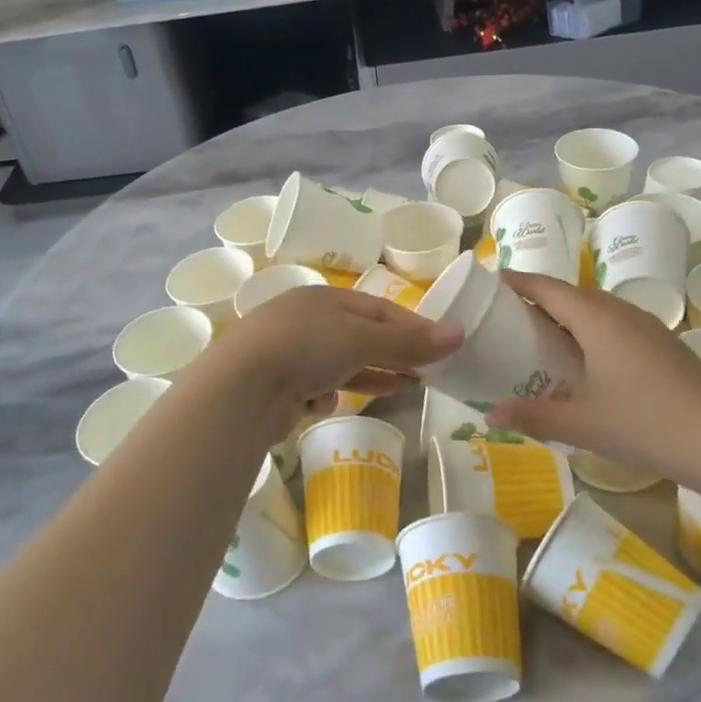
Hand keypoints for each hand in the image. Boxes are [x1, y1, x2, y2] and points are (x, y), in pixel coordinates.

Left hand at [200, 286, 462, 438]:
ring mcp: (289, 352)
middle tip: (426, 372)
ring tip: (400, 388)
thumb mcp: (363, 339)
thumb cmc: (306, 348)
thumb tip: (459, 333)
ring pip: (340, 363)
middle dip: (393, 353)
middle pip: (361, 335)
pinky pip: (314, 387)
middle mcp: (305, 319)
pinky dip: (324, 395)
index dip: (414, 327)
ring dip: (368, 375)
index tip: (444, 346)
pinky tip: (323, 403)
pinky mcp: (277, 384)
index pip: (380, 309)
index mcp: (325, 298)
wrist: (241, 387)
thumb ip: (409, 340)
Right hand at [486, 272, 700, 509]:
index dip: (517, 282)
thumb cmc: (644, 424)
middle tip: (505, 318)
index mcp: (597, 318)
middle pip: (571, 294)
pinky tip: (583, 360)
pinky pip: (615, 324)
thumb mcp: (581, 424)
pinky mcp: (663, 343)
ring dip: (566, 315)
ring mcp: (647, 326)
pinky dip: (589, 330)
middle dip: (537, 299)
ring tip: (539, 338)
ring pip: (596, 308)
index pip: (547, 287)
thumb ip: (532, 416)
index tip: (488, 286)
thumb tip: (489, 414)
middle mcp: (621, 311)